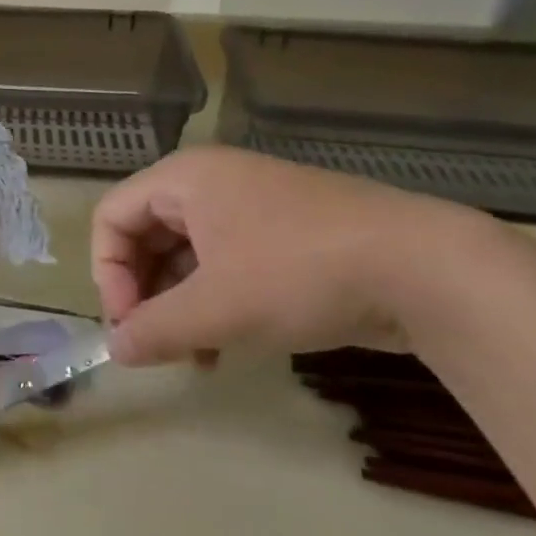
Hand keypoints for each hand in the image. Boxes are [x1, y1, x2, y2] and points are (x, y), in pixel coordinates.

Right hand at [90, 145, 474, 366]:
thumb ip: (154, 330)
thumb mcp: (216, 308)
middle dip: (144, 294)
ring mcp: (252, 207)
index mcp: (185, 179)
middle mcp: (212, 183)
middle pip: (145, 236)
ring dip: (178, 306)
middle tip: (155, 343)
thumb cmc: (300, 273)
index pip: (112, 218)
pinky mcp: (285, 235)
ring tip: (191, 355)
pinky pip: (225, 264)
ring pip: (186, 256)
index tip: (129, 325)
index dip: (108, 274)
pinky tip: (224, 349)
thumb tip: (115, 351)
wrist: (427, 270)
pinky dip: (213, 303)